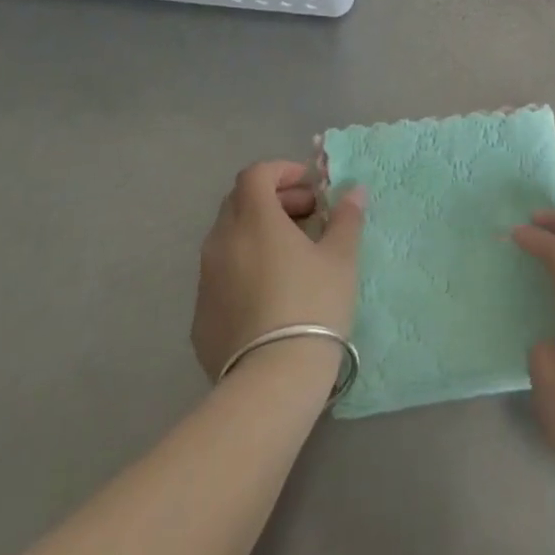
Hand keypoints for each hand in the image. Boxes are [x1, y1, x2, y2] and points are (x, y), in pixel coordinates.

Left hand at [190, 161, 365, 381]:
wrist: (272, 382)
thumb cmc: (313, 305)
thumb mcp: (341, 257)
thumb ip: (346, 218)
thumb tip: (354, 191)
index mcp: (254, 219)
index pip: (256, 174)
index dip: (283, 172)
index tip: (311, 189)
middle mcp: (222, 241)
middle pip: (239, 201)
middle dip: (273, 199)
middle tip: (306, 216)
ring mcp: (206, 281)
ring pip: (228, 239)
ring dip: (257, 233)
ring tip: (290, 255)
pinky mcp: (200, 317)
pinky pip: (221, 276)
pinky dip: (244, 268)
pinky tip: (269, 294)